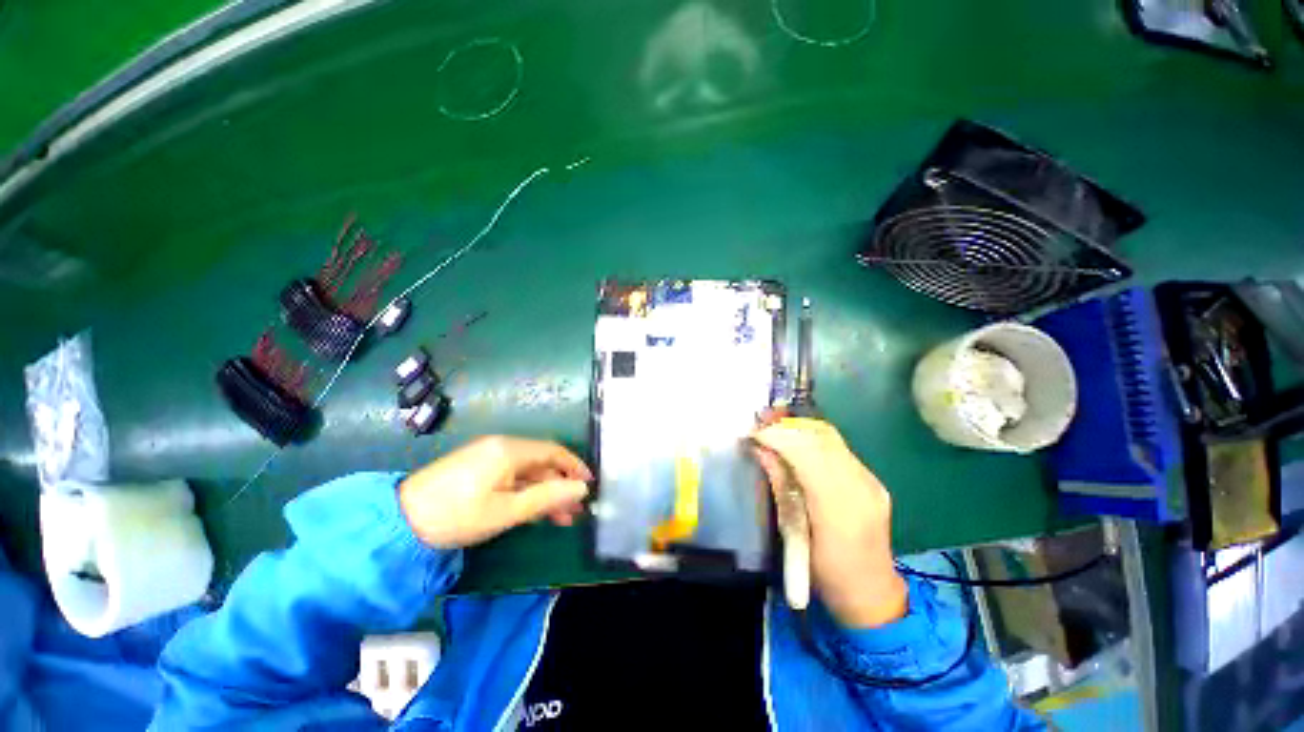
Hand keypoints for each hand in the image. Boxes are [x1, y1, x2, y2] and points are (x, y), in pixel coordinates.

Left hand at [398, 436, 592, 548]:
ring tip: (560, 518)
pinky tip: (534, 511)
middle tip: (575, 511)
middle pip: (541, 462)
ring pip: (527, 472)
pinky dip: (526, 492)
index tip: (589, 485)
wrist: (398, 521)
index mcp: (510, 449)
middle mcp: (502, 446)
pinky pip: (511, 476)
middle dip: (560, 485)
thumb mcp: (506, 510)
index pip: (553, 451)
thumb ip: (547, 497)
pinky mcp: (478, 468)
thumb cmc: (457, 515)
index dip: (574, 466)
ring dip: (545, 492)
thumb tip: (580, 489)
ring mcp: (488, 456)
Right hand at [751, 417, 907, 628]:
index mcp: (839, 509)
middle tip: (760, 422)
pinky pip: (838, 447)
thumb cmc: (825, 573)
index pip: (807, 454)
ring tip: (773, 427)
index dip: (778, 437)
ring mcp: (870, 480)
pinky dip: (812, 437)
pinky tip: (796, 441)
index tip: (753, 432)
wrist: (871, 592)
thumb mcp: (793, 534)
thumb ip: (779, 487)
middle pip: (820, 438)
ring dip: (799, 428)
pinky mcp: (872, 479)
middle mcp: (860, 487)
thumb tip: (761, 450)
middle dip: (786, 426)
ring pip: (830, 438)